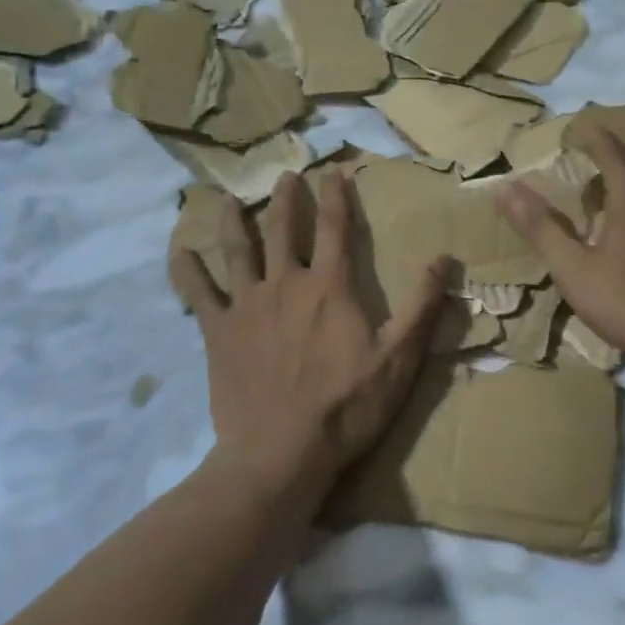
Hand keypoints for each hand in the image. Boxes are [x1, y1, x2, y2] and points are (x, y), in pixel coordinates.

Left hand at [170, 170, 449, 506]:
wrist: (280, 454)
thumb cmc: (345, 406)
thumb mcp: (399, 359)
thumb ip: (422, 306)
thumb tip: (445, 258)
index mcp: (329, 286)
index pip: (335, 226)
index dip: (336, 195)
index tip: (334, 171)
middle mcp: (285, 283)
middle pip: (282, 228)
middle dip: (286, 198)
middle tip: (286, 176)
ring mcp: (246, 305)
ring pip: (237, 250)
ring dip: (233, 219)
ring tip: (226, 196)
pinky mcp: (218, 333)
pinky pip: (198, 293)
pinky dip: (186, 270)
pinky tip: (178, 250)